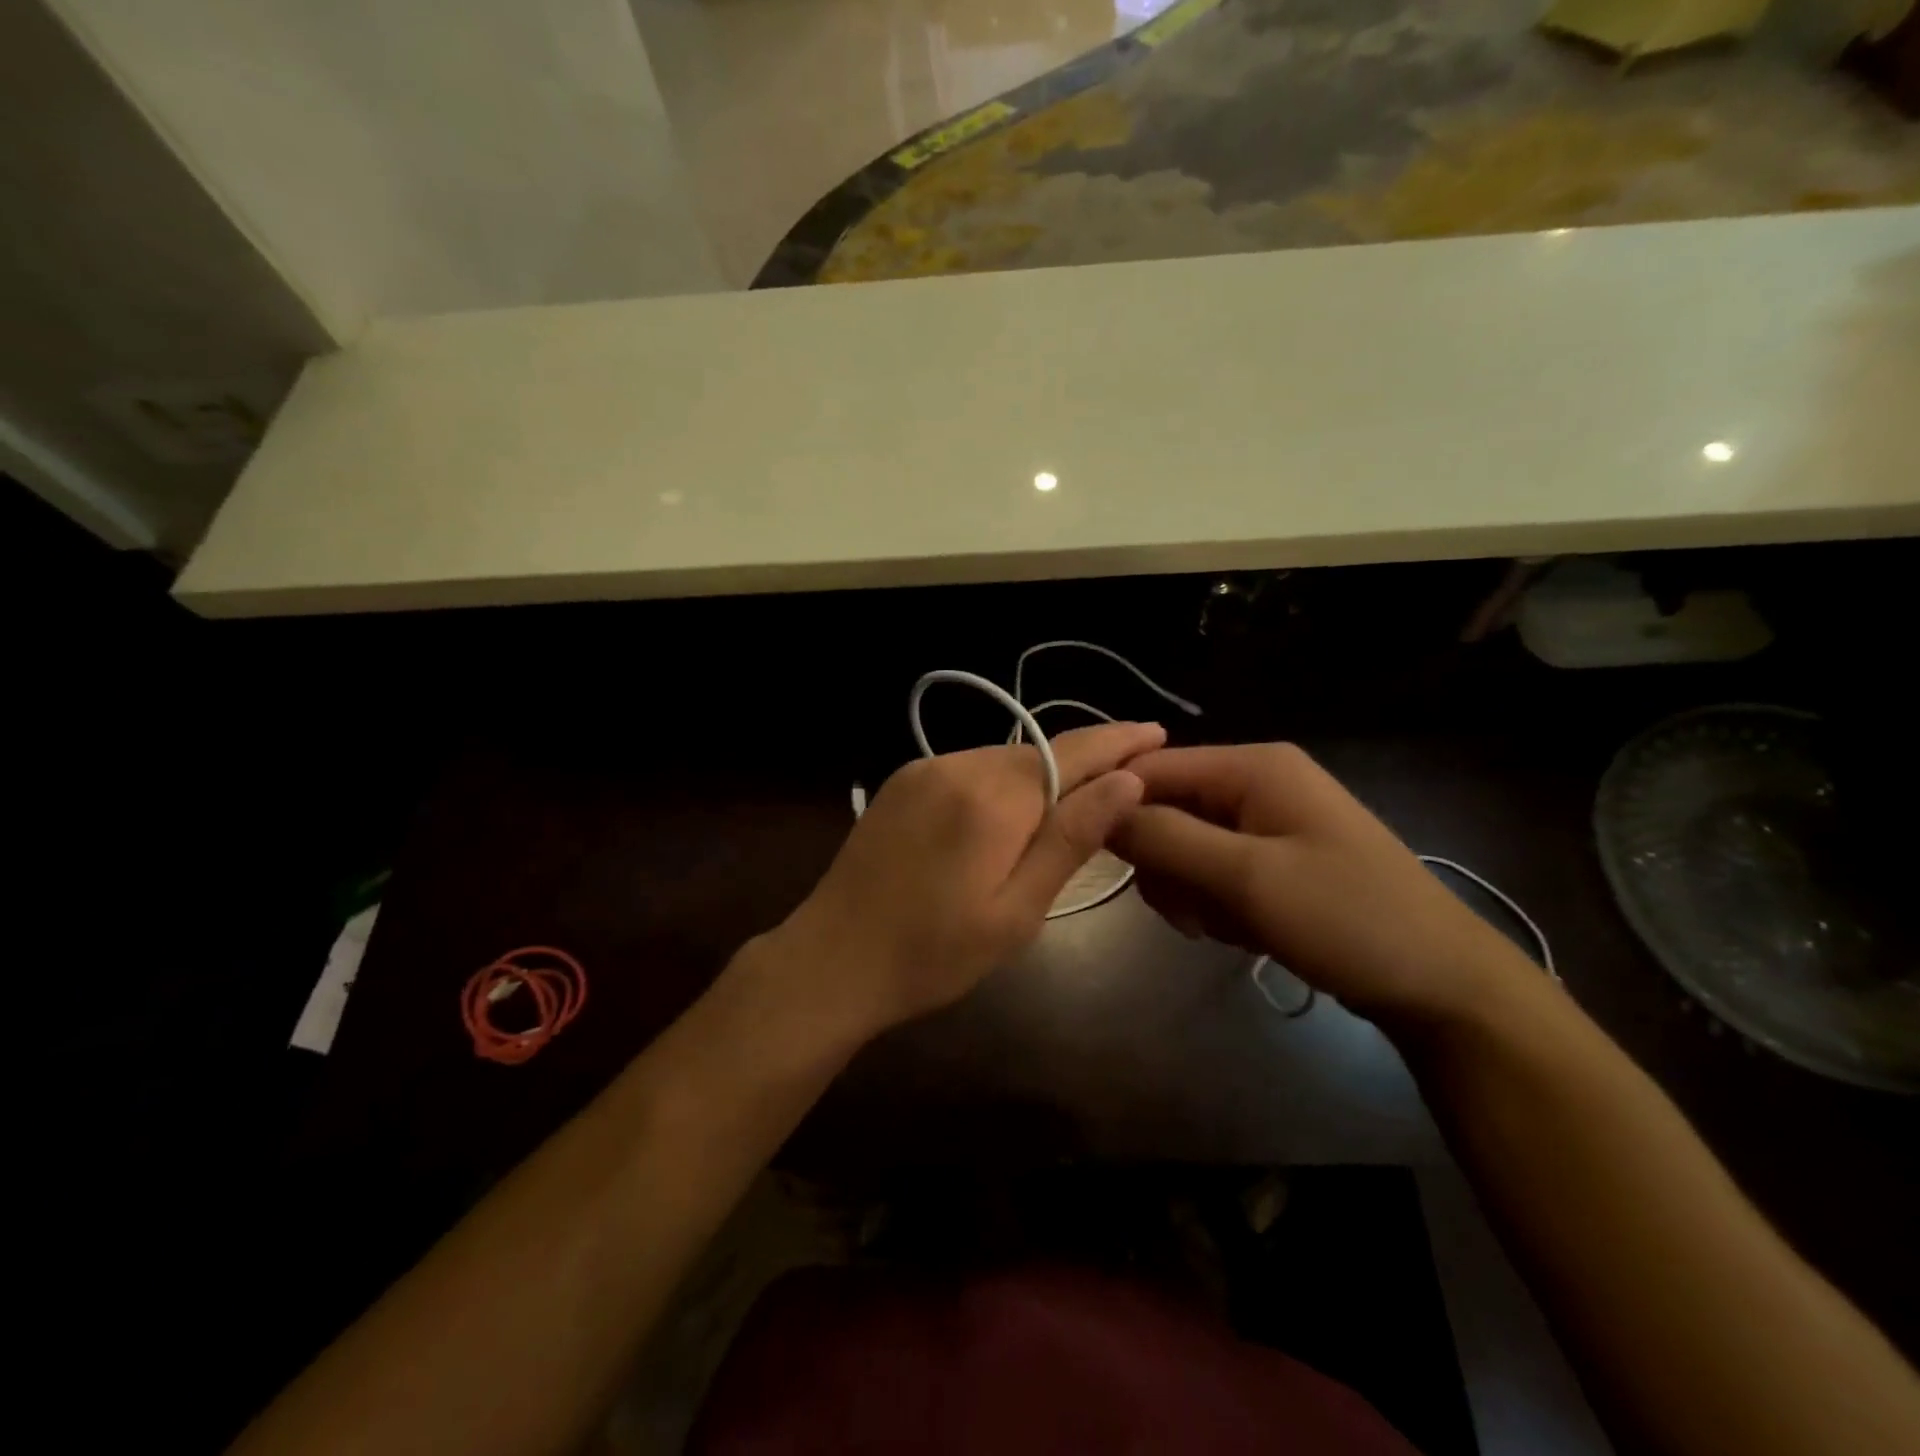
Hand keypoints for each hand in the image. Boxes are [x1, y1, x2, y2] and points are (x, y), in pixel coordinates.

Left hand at [769, 721, 1164, 1043]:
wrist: (832, 960)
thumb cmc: (933, 955)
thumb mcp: (1017, 911)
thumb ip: (1071, 839)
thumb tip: (1127, 780)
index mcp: (992, 798)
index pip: (1072, 752)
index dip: (1118, 741)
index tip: (1157, 732)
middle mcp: (958, 765)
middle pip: (1039, 752)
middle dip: (1086, 758)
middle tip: (1129, 770)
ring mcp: (924, 769)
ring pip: (1004, 759)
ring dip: (1043, 773)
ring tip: (1078, 795)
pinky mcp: (903, 781)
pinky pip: (970, 768)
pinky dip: (1003, 781)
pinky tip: (1013, 808)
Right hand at [1111, 743, 1528, 1026]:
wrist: (1441, 985)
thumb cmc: (1346, 918)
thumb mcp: (1246, 877)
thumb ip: (1166, 837)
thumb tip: (1098, 810)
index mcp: (1253, 766)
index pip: (1152, 768)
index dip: (1115, 806)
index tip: (1092, 856)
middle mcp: (1255, 782)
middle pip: (1166, 808)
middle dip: (1163, 861)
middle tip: (1185, 909)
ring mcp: (1266, 823)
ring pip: (1184, 845)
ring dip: (1187, 888)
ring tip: (1218, 925)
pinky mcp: (1272, 860)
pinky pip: (1212, 870)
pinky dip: (1212, 902)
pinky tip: (1239, 930)